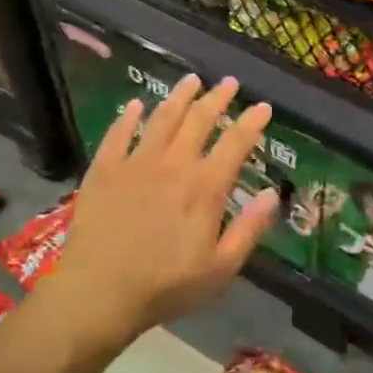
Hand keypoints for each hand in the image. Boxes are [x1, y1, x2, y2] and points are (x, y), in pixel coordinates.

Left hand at [51, 74, 281, 348]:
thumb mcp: (220, 268)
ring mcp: (136, 163)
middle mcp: (173, 164)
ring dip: (179, 96)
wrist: (99, 292)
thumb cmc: (165, 286)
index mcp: (205, 187)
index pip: (235, 144)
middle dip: (217, 98)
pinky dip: (128, 116)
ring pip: (162, 118)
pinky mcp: (104, 169)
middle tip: (228, 82)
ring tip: (191, 80)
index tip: (263, 106)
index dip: (252, 122)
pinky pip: (118, 134)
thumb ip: (249, 229)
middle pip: (199, 120)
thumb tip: (274, 193)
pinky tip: (135, 105)